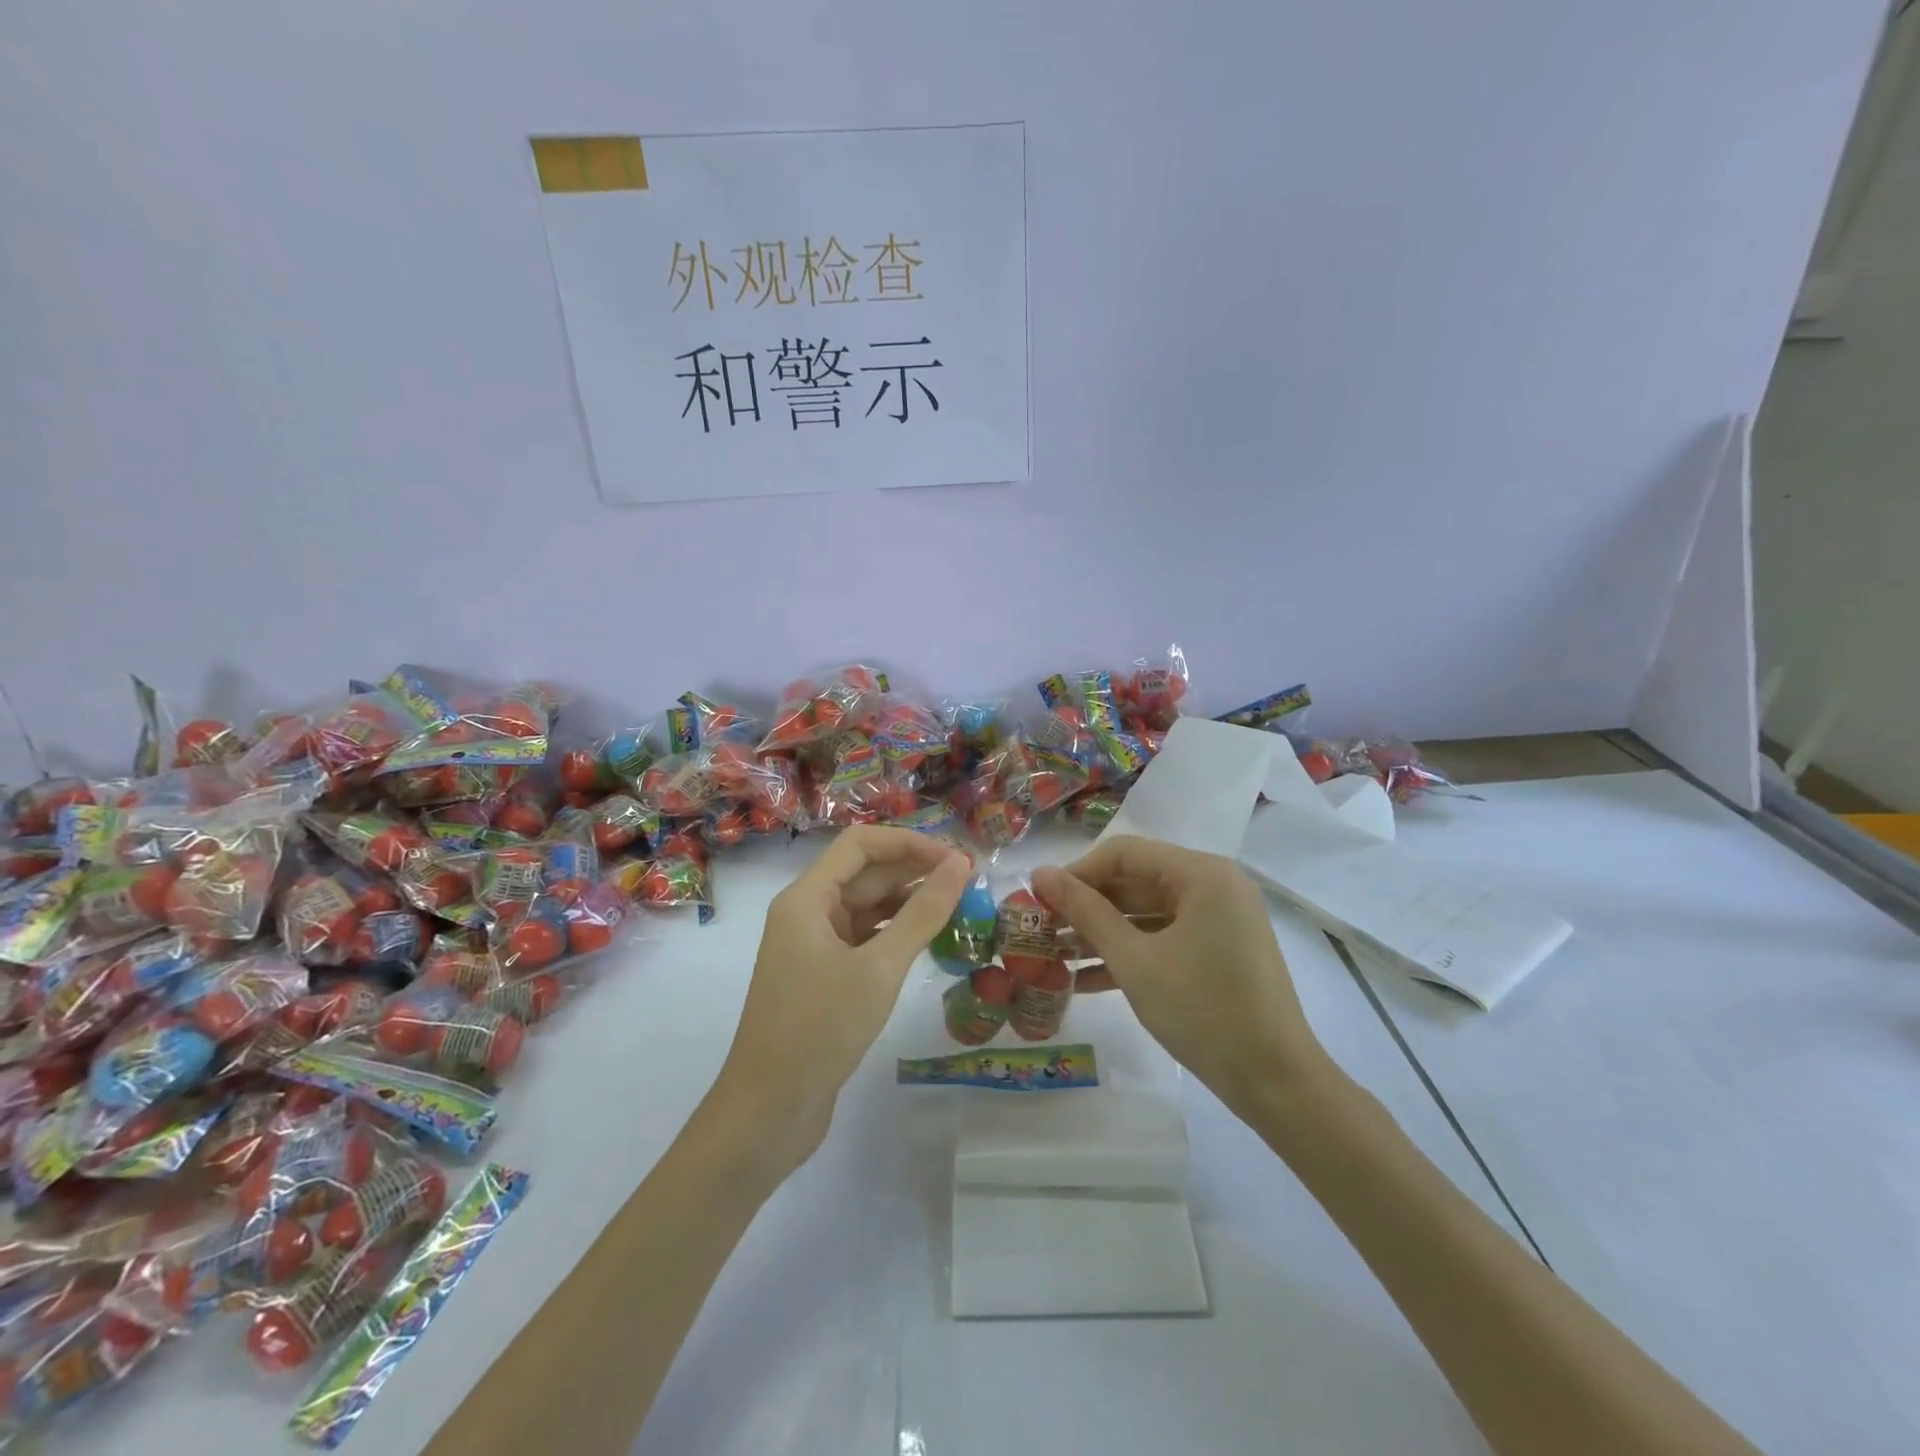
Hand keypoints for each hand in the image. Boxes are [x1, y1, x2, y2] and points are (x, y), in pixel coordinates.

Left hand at [717, 827, 969, 1170]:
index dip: (908, 842)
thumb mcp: (879, 968)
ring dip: (908, 904)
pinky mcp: (823, 977)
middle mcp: (806, 913)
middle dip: (914, 872)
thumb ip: (922, 914)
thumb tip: (959, 866)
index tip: (955, 858)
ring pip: (866, 908)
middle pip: (864, 874)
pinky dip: (896, 935)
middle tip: (969, 884)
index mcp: (807, 899)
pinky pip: (864, 939)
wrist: (768, 1112)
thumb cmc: (820, 1029)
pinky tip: (930, 941)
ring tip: (959, 909)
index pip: (860, 844)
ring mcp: (813, 947)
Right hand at [1034, 836, 1330, 1117]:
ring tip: (1053, 957)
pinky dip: (1129, 954)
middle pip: (1135, 881)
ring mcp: (1219, 919)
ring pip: (1146, 914)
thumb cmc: (1203, 1012)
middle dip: (1086, 907)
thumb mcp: (1135, 961)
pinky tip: (1084, 980)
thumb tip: (1041, 873)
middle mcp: (1214, 885)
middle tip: (1041, 930)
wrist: (1277, 1083)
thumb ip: (1086, 913)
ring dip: (1102, 934)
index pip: (1124, 853)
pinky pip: (1165, 938)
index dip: (1077, 872)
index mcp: (1202, 874)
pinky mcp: (1219, 950)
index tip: (1038, 900)